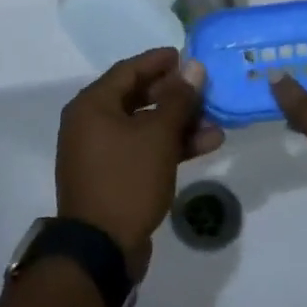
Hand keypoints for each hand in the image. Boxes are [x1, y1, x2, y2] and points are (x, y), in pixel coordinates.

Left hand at [56, 48, 222, 279]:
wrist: (101, 251)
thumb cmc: (127, 180)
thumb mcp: (158, 135)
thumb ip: (179, 99)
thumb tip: (194, 67)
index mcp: (92, 105)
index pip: (129, 70)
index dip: (159, 61)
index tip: (186, 56)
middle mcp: (91, 124)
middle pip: (137, 97)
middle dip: (175, 95)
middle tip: (204, 89)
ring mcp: (101, 153)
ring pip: (144, 126)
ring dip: (179, 123)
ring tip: (215, 122)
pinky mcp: (113, 177)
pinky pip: (143, 150)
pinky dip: (170, 146)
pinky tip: (205, 145)